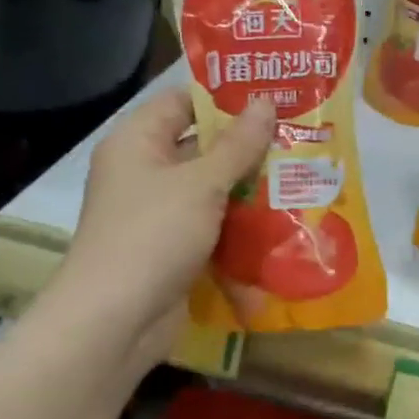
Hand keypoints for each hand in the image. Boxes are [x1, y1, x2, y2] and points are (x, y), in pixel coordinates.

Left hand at [50, 87, 274, 349]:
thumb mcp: (201, 184)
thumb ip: (237, 145)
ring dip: (250, 192)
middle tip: (299, 141)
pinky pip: (212, 229)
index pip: (182, 102)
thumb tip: (265, 102)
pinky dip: (240, 229)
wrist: (117, 320)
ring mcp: (159, 215)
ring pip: (211, 193)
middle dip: (248, 149)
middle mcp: (145, 173)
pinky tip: (282, 227)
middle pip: (201, 149)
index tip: (273, 99)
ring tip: (302, 180)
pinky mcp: (173, 251)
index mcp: (137, 142)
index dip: (225, 99)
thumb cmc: (154, 235)